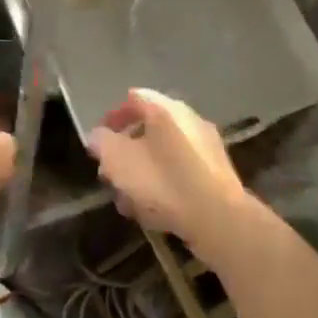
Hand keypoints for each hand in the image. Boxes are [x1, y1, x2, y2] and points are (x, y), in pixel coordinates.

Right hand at [86, 89, 250, 254]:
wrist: (219, 218)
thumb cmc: (163, 181)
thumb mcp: (118, 159)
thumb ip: (102, 142)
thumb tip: (99, 137)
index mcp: (165, 109)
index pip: (134, 98)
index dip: (113, 116)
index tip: (100, 139)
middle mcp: (189, 119)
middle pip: (149, 128)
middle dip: (126, 150)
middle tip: (111, 171)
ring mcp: (206, 146)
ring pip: (164, 153)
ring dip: (143, 171)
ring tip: (127, 198)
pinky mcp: (216, 174)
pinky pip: (181, 172)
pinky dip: (164, 184)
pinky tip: (153, 210)